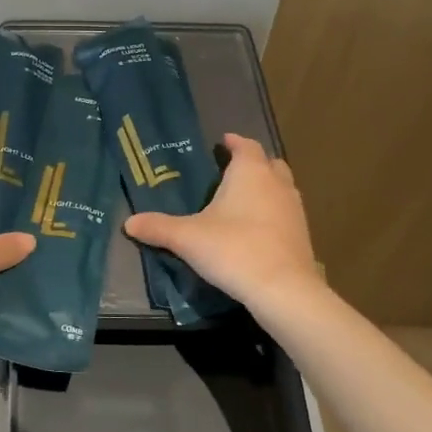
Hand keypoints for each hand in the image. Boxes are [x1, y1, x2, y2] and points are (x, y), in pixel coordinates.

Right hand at [124, 133, 323, 313]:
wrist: (282, 289)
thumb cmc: (233, 249)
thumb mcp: (187, 238)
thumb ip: (158, 227)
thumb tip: (128, 223)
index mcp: (250, 172)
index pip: (245, 146)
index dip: (234, 142)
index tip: (223, 142)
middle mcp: (276, 183)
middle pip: (269, 163)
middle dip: (252, 163)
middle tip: (231, 171)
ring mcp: (294, 208)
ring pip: (281, 187)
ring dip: (266, 188)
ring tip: (242, 200)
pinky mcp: (302, 234)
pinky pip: (286, 212)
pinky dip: (273, 213)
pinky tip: (256, 229)